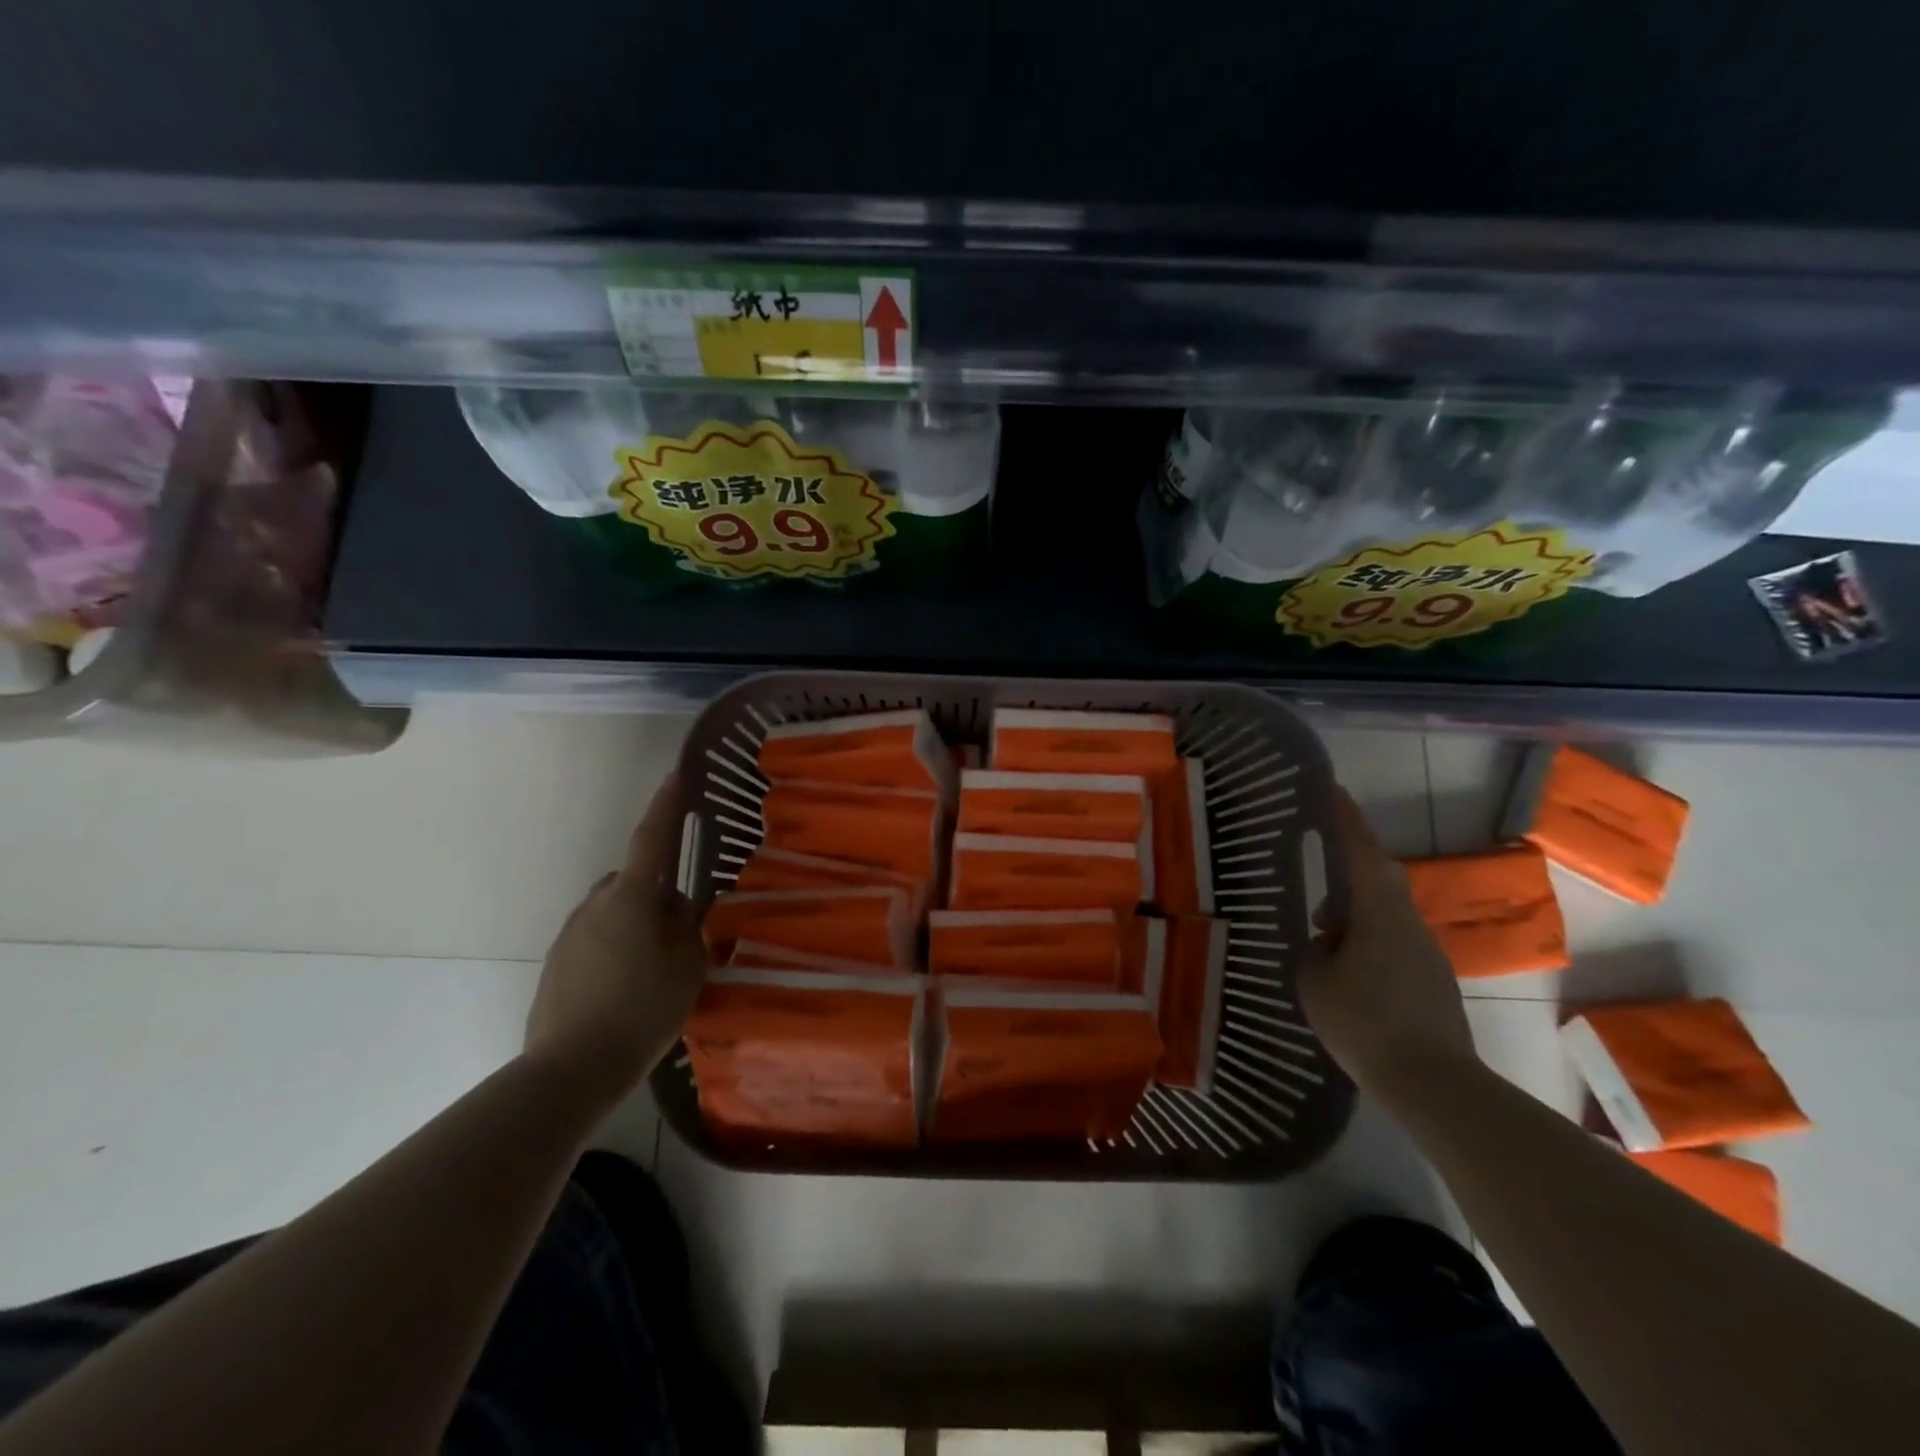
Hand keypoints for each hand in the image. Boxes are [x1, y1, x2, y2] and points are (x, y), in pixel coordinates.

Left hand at [524, 774, 707, 1104]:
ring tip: (655, 969)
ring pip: (614, 911)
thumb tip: (676, 907)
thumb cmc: (641, 1010)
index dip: (667, 805)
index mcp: (631, 898)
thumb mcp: (686, 966)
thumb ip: (686, 927)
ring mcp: (571, 933)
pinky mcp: (557, 962)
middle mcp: (596, 904)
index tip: (676, 774)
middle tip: (681, 930)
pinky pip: (596, 938)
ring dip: (635, 924)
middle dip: (657, 893)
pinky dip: (616, 948)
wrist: (571, 1070)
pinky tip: (627, 988)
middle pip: (634, 881)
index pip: (652, 839)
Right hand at [1297, 789, 1476, 1103]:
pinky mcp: (1430, 979)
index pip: (1362, 852)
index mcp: (1379, 913)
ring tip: (1319, 924)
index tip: (1332, 791)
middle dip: (1348, 862)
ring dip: (1353, 908)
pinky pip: (1391, 940)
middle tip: (1319, 855)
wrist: (1434, 1083)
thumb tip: (1322, 941)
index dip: (1346, 819)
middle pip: (1376, 878)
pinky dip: (1365, 937)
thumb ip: (1313, 951)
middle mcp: (1407, 922)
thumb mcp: (1315, 982)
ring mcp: (1424, 952)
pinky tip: (1343, 965)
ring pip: (1383, 912)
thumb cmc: (1365, 1022)